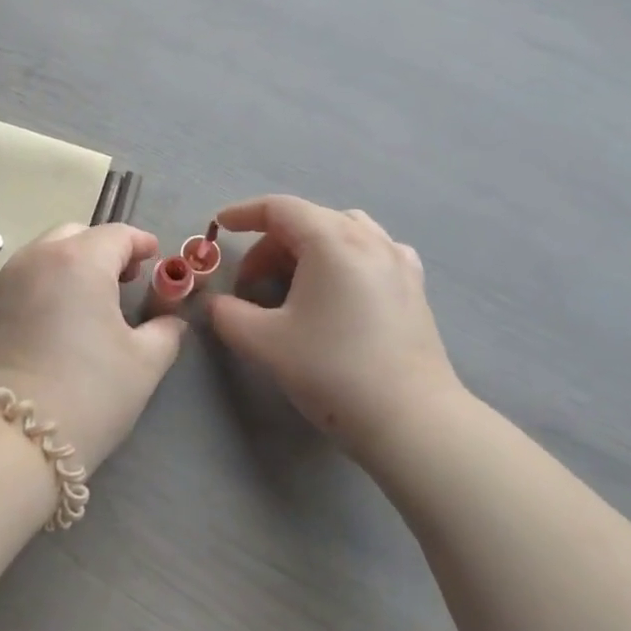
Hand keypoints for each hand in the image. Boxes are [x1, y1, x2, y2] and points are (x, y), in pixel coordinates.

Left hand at [0, 223, 185, 473]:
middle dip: (104, 248)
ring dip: (72, 262)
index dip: (141, 243)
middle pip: (77, 234)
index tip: (156, 257)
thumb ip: (165, 331)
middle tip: (126, 278)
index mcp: (80, 260)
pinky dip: (47, 281)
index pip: (116, 235)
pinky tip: (59, 315)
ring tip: (92, 297)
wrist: (13, 434)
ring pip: (46, 252)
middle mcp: (38, 257)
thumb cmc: (89, 392)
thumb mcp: (144, 363)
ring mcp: (7, 279)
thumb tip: (171, 321)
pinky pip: (24, 276)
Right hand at [209, 195, 467, 467]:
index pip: (279, 208)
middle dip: (270, 244)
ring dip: (307, 247)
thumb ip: (227, 314)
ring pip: (342, 231)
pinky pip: (372, 251)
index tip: (219, 226)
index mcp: (331, 241)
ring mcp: (398, 261)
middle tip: (249, 283)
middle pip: (308, 220)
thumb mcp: (264, 342)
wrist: (412, 421)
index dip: (243, 213)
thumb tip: (215, 303)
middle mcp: (368, 239)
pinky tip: (341, 285)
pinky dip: (345, 257)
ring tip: (292, 281)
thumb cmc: (333, 371)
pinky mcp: (415, 287)